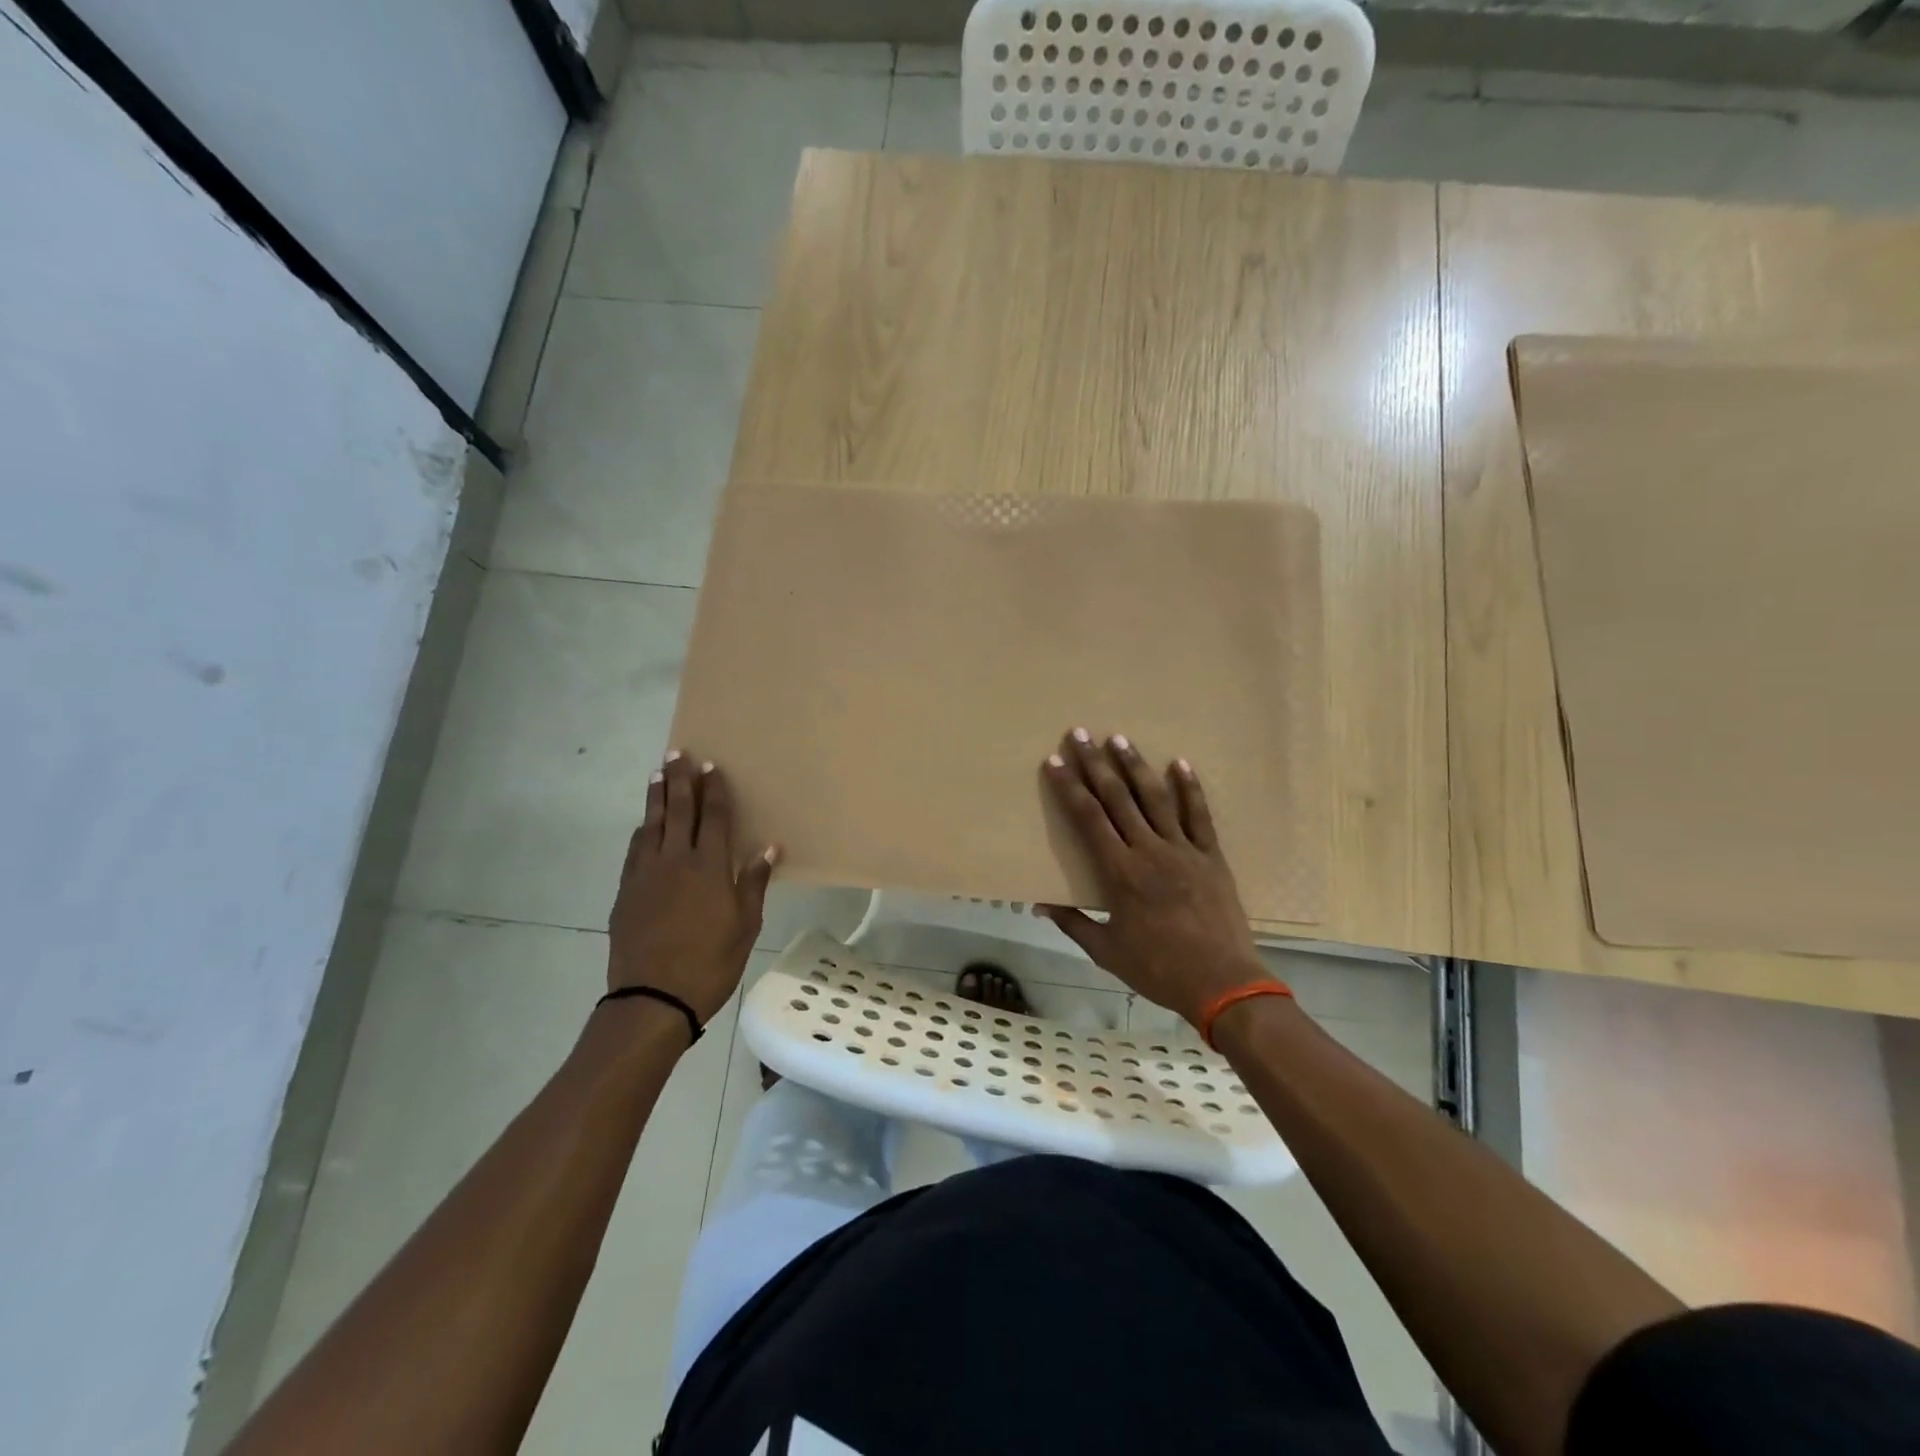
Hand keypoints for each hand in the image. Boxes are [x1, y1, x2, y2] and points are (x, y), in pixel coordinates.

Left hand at [606, 751, 777, 1025]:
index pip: (712, 818)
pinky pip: (635, 849)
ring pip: (651, 825)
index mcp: (708, 867)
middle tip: (678, 754)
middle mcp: (675, 861)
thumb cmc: (710, 963)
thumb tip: (769, 847)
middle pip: (678, 811)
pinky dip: (642, 830)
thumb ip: (753, 883)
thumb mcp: (745, 926)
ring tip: (657, 774)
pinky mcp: (626, 891)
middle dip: (680, 780)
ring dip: (656, 797)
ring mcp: (646, 874)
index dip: (713, 790)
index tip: (711, 766)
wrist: (653, 998)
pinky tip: (644, 824)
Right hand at [1039, 729, 1268, 1028]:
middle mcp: (1149, 851)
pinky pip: (1199, 816)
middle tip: (1081, 733)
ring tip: (1120, 738)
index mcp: (1120, 873)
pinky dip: (1190, 788)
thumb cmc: (1158, 969)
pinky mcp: (1211, 857)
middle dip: (1096, 764)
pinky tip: (1180, 763)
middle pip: (1118, 798)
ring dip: (1136, 766)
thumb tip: (1040, 905)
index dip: (1069, 788)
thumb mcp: (1106, 952)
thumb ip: (1073, 923)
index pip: (1088, 819)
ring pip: (1156, 798)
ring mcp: (1183, 850)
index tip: (1055, 762)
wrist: (1223, 983)